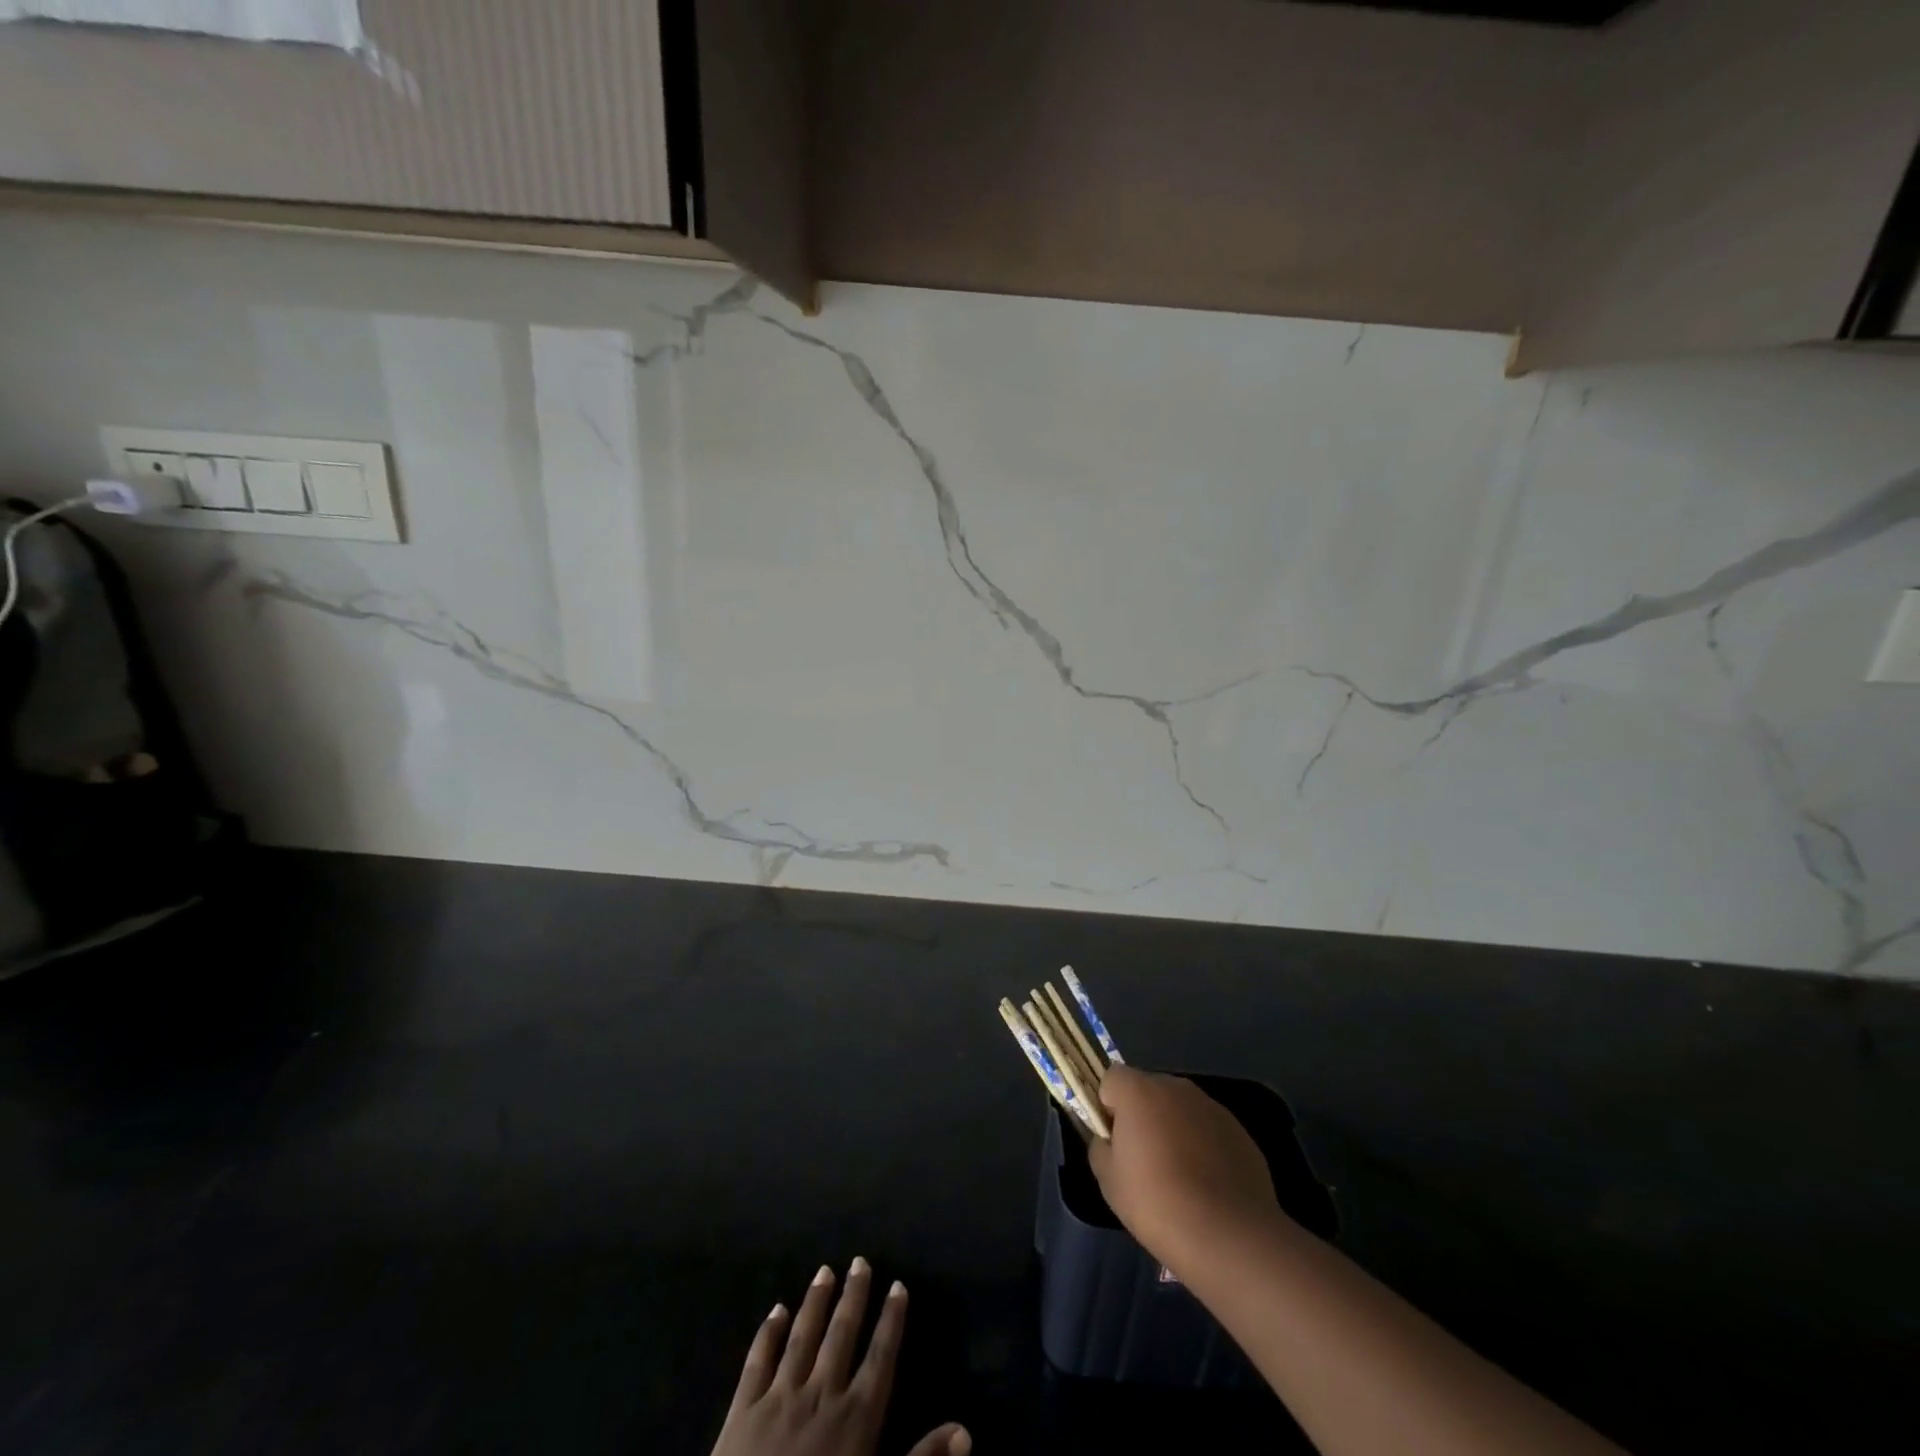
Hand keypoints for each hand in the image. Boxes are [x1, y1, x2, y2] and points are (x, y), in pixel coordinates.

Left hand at [710, 1258, 969, 1455]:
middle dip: (853, 1297)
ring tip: (824, 1270)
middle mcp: (821, 1395)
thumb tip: (965, 1431)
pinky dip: (768, 1333)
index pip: (880, 1357)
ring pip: (802, 1337)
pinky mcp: (744, 1411)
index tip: (898, 1285)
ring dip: (816, 1302)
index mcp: (856, 1418)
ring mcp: (780, 1398)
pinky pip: (758, 1362)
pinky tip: (776, 1310)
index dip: (891, 1321)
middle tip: (860, 1261)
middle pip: (841, 1335)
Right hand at [1088, 1065, 1281, 1274]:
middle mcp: (1176, 1087)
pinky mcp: (1239, 1131)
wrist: (1230, 1237)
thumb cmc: (1158, 1204)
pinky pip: (1208, 1129)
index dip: (1108, 1106)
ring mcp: (1211, 1107)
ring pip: (1180, 1109)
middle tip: (1143, 1160)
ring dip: (1173, 1129)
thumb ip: (1100, 1147)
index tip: (1114, 1140)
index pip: (1112, 1079)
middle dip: (1142, 1115)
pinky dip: (1203, 1146)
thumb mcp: (1109, 1181)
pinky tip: (1207, 1185)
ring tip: (1179, 1177)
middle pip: (1148, 1090)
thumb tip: (1108, 1139)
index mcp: (1139, 1091)